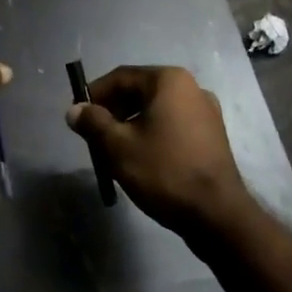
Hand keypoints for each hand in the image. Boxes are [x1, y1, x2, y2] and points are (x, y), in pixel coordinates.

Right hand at [65, 65, 248, 236]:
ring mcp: (206, 111)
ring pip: (156, 109)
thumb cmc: (164, 171)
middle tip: (94, 135)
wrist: (218, 215)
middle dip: (113, 110)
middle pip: (140, 91)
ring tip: (115, 150)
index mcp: (169, 80)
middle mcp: (191, 87)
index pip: (121, 77)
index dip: (95, 94)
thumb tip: (74, 110)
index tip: (78, 115)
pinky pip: (173, 124)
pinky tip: (143, 158)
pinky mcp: (212, 135)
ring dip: (131, 124)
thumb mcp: (118, 147)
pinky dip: (153, 133)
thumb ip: (93, 123)